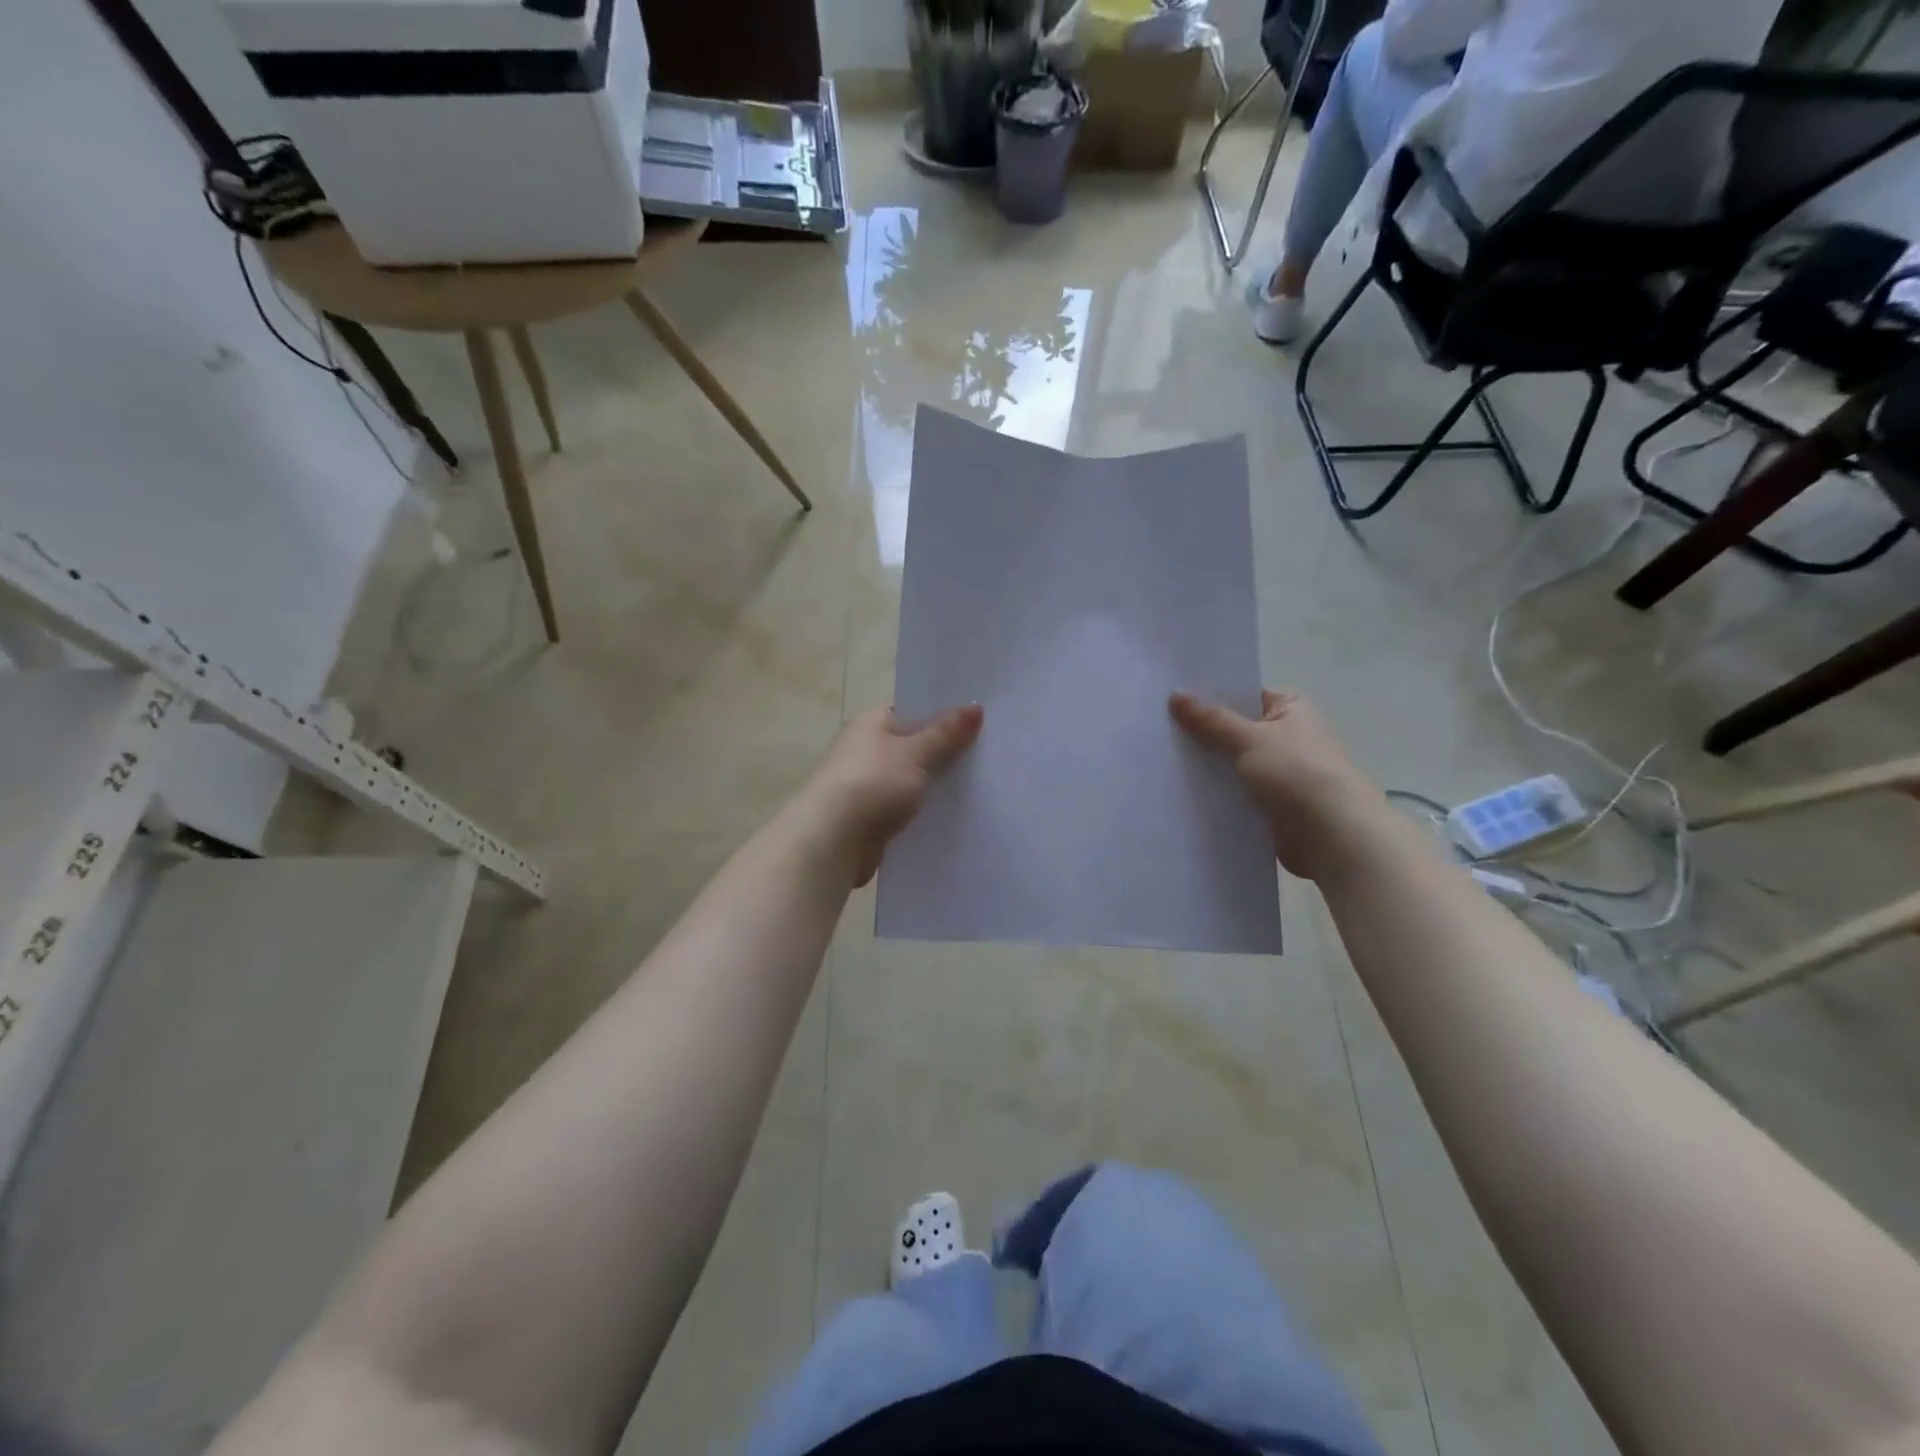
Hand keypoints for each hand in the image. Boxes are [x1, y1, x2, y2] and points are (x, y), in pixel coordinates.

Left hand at [801, 704, 983, 886]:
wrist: (833, 840)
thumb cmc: (873, 784)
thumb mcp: (915, 753)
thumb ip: (946, 733)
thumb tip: (976, 706)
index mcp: (872, 723)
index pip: (913, 712)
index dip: (944, 716)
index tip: (980, 723)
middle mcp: (866, 749)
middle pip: (915, 747)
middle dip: (945, 753)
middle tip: (989, 756)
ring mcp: (867, 785)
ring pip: (912, 780)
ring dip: (935, 786)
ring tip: (981, 787)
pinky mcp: (871, 817)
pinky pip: (906, 809)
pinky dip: (924, 812)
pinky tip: (955, 816)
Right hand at [1169, 690, 1382, 877]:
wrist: (1333, 836)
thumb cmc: (1297, 774)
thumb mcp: (1248, 739)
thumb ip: (1210, 719)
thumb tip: (1175, 693)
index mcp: (1291, 709)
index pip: (1243, 695)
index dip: (1209, 696)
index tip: (1169, 699)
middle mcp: (1288, 736)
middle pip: (1234, 729)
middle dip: (1202, 733)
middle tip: (1156, 729)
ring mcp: (1280, 772)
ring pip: (1232, 762)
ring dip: (1207, 765)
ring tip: (1160, 759)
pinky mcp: (1272, 804)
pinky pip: (1235, 791)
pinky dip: (1215, 792)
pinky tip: (1181, 791)